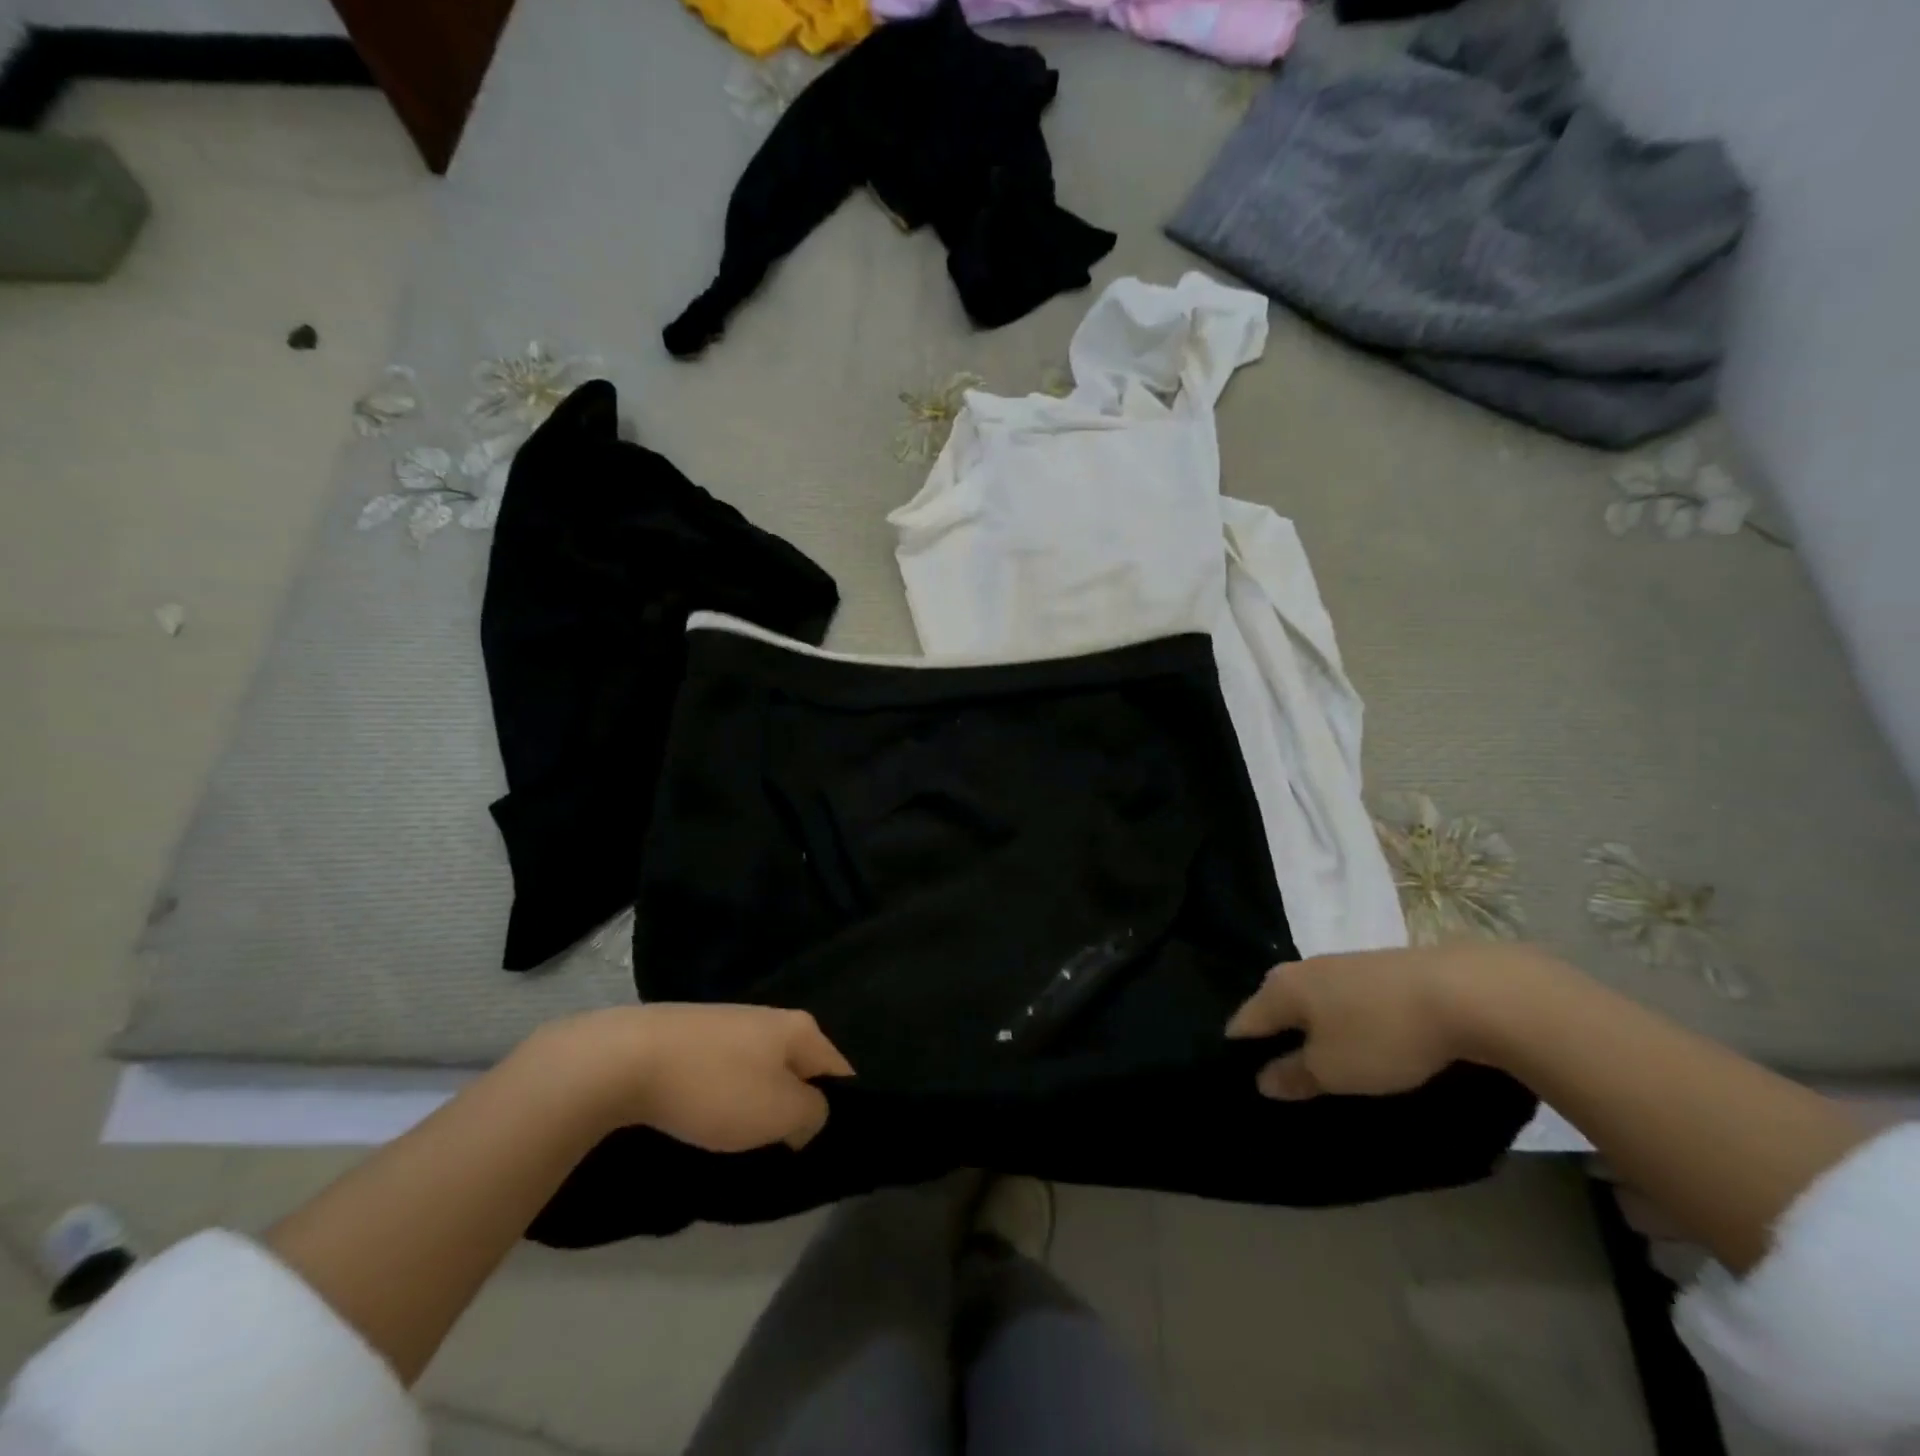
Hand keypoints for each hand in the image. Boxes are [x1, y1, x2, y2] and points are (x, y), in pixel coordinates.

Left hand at [539, 1004, 854, 1151]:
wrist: (627, 1058)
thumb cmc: (716, 1086)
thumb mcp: (779, 1112)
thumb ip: (812, 1114)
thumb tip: (809, 1113)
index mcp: (800, 1028)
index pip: (839, 1070)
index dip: (839, 1108)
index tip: (823, 1145)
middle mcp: (772, 1017)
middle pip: (799, 1069)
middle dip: (794, 1106)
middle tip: (782, 1148)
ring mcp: (731, 1022)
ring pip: (762, 1070)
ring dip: (757, 1103)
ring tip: (741, 1138)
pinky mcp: (696, 1035)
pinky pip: (727, 1071)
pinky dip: (724, 1095)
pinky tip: (706, 1115)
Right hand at [1224, 944, 1548, 1099]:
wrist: (1463, 992)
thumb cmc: (1381, 1034)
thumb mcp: (1333, 1070)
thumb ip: (1293, 1075)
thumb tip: (1262, 1078)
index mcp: (1280, 988)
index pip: (1243, 1022)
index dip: (1241, 1053)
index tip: (1247, 1081)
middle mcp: (1302, 969)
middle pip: (1276, 1007)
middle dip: (1278, 1038)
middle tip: (1289, 1077)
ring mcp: (1342, 964)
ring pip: (1313, 1002)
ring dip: (1315, 1029)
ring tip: (1330, 1063)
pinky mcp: (1378, 969)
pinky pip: (1345, 999)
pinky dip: (1346, 1021)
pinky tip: (1364, 1040)